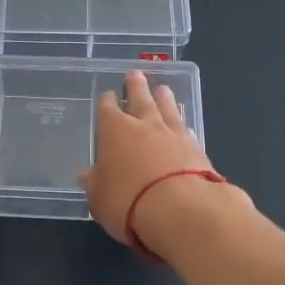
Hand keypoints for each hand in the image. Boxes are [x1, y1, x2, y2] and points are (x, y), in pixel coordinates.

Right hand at [79, 70, 226, 252]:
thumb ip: (94, 183)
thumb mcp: (99, 198)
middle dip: (135, 86)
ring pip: (167, 107)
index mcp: (114, 130)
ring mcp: (173, 133)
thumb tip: (86, 174)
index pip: (107, 108)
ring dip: (163, 97)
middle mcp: (144, 124)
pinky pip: (186, 128)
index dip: (107, 101)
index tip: (108, 96)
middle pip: (140, 97)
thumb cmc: (128, 202)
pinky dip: (182, 124)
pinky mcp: (197, 147)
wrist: (181, 209)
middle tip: (135, 74)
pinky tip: (183, 125)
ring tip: (162, 89)